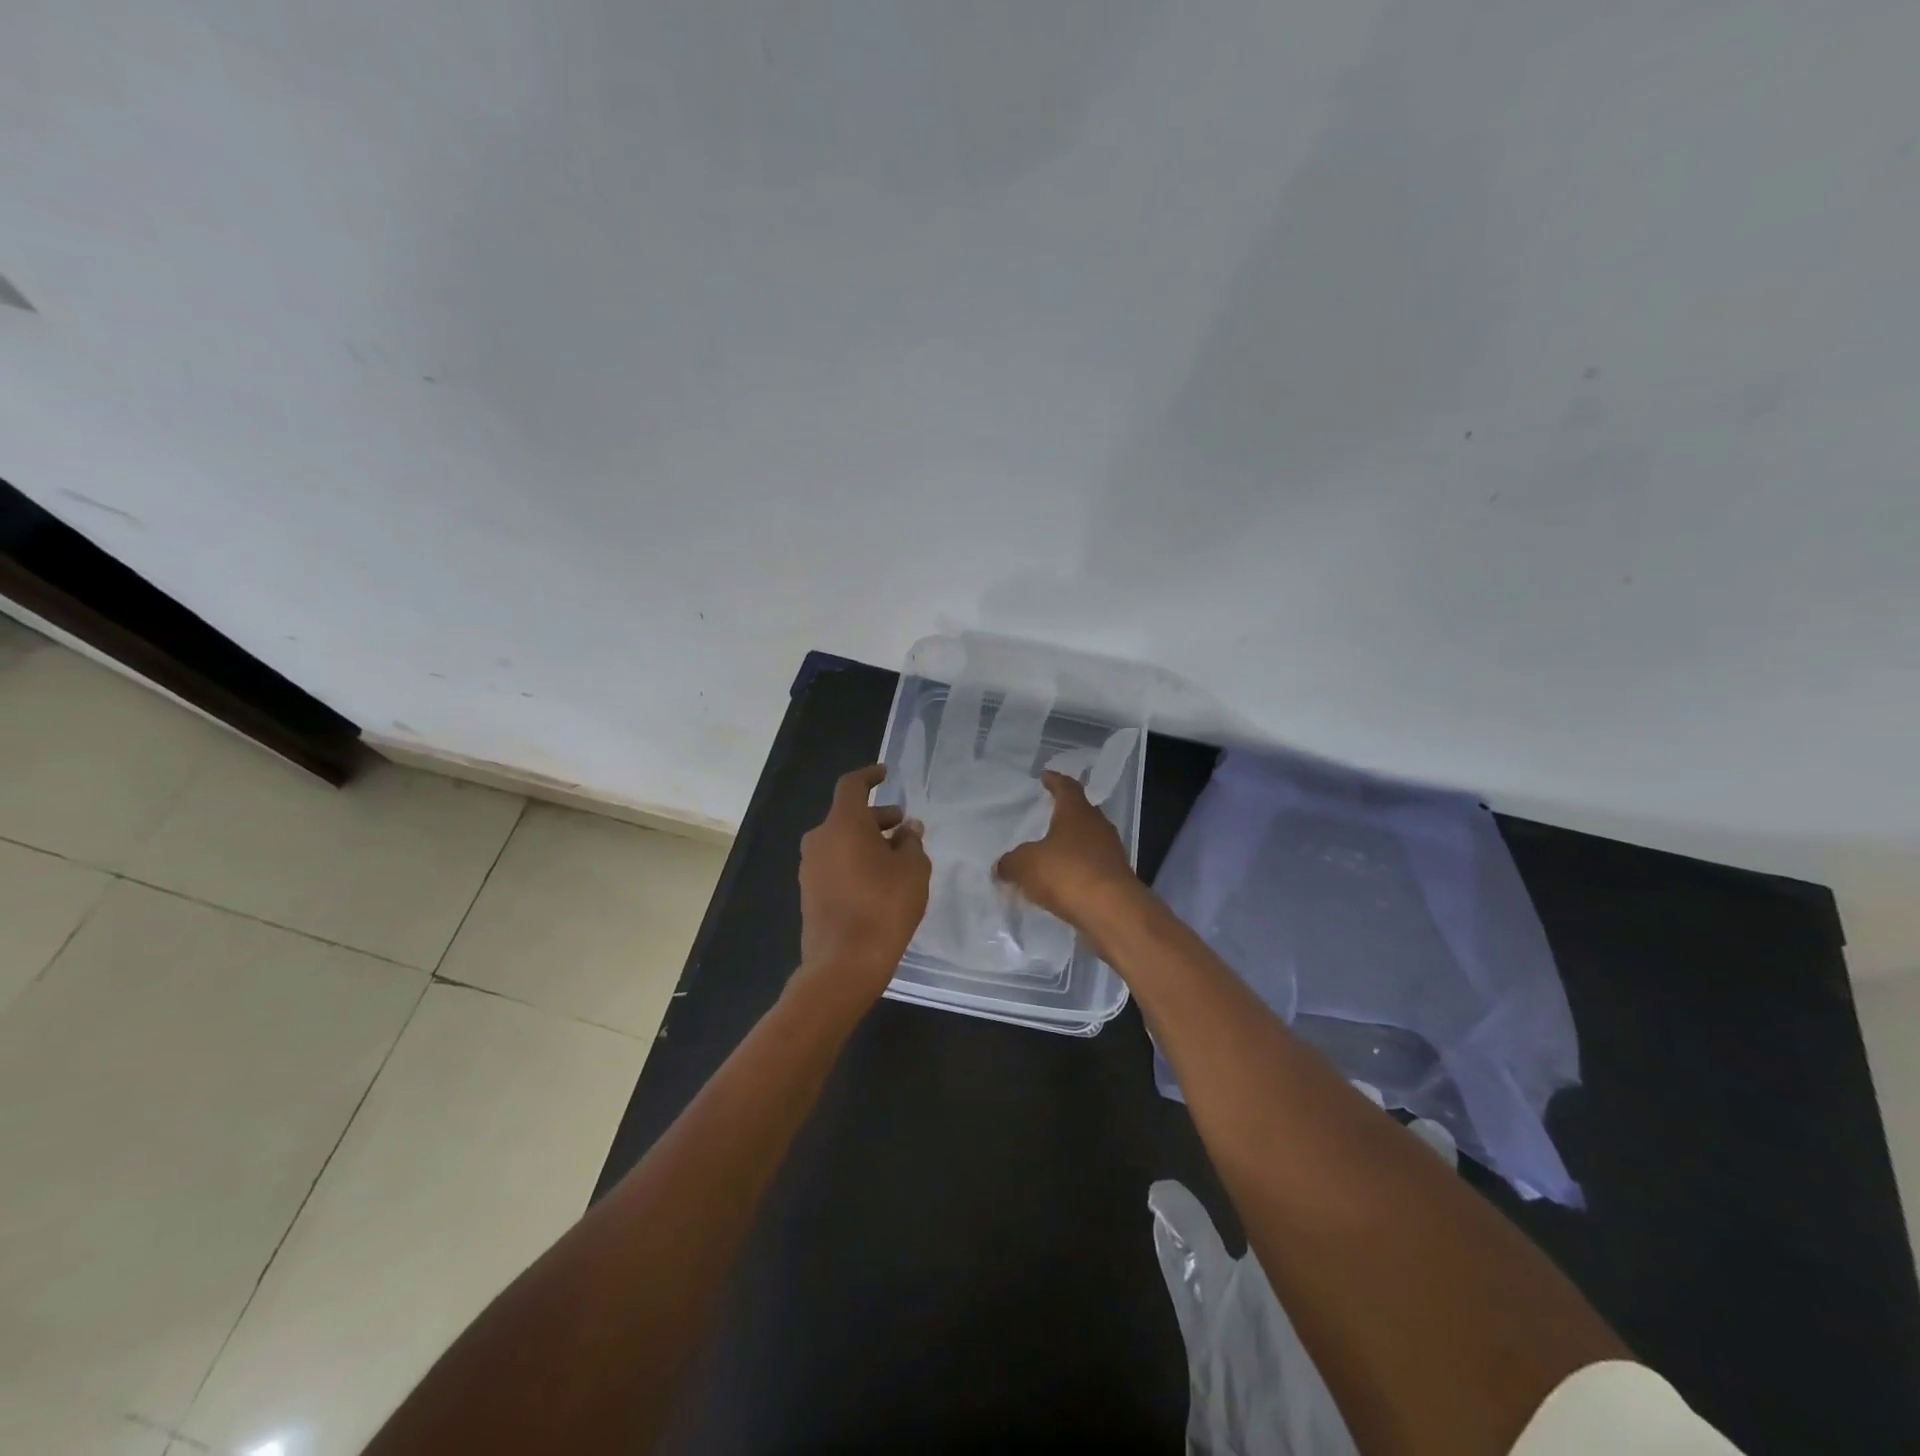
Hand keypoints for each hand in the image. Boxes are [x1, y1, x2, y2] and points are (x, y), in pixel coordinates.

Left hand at [797, 764, 930, 1001]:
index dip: (869, 776)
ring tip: (897, 857)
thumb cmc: (884, 907)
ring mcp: (810, 867)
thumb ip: (911, 842)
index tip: (885, 773)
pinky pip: (835, 863)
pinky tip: (879, 880)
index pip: (852, 786)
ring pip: (841, 841)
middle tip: (904, 827)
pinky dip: (855, 861)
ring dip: (867, 841)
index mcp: (843, 824)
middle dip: (878, 818)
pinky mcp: (809, 892)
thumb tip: (906, 829)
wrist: (844, 964)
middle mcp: (820, 839)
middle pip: (848, 816)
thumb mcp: (913, 870)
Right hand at [995, 770, 1143, 928]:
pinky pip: (1092, 866)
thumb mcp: (1025, 865)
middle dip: (1065, 814)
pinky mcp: (1116, 878)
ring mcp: (1111, 852)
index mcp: (1076, 812)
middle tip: (1047, 815)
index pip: (1066, 787)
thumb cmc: (1066, 873)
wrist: (1112, 911)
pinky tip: (1064, 881)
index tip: (1045, 776)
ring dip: (1072, 845)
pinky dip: (1078, 869)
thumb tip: (1002, 866)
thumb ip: (1011, 862)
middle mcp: (1098, 826)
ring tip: (1052, 852)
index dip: (1055, 781)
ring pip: (1088, 841)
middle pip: (1081, 813)